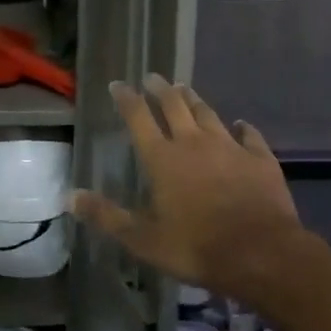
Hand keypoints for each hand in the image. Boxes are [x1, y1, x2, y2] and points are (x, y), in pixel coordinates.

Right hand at [72, 76, 302, 299]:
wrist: (261, 253)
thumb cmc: (196, 248)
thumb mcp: (143, 240)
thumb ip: (107, 216)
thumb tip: (69, 197)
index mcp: (163, 159)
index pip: (139, 119)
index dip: (127, 100)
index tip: (118, 84)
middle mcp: (195, 143)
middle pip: (175, 106)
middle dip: (161, 90)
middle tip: (153, 77)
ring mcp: (230, 147)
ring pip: (208, 114)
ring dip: (194, 100)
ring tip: (185, 89)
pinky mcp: (260, 159)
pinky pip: (249, 135)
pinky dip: (242, 127)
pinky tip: (241, 124)